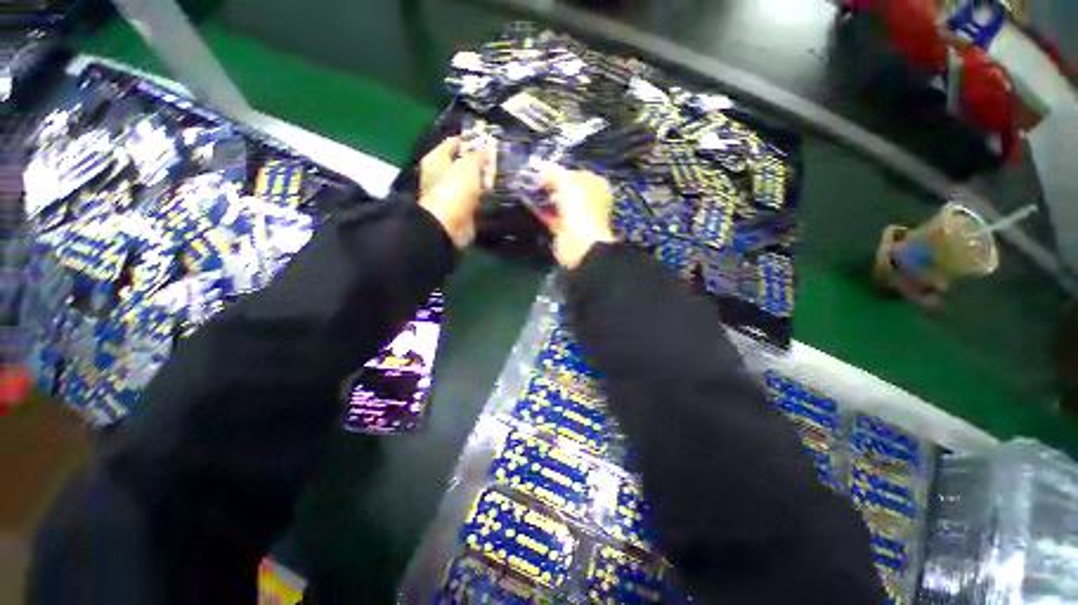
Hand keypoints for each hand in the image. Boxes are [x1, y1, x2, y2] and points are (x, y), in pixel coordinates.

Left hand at [418, 137, 492, 247]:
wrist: (449, 225)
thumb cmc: (454, 190)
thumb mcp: (467, 166)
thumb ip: (477, 154)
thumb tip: (484, 146)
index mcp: (437, 159)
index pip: (454, 142)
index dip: (471, 140)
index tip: (488, 141)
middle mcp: (441, 175)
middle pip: (463, 163)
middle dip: (480, 163)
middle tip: (498, 161)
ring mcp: (451, 193)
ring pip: (470, 182)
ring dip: (483, 181)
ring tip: (500, 177)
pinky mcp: (461, 208)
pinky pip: (474, 198)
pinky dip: (483, 197)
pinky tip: (495, 194)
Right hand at [538, 166, 615, 268]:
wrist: (580, 243)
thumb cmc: (579, 207)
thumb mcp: (566, 182)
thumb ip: (553, 171)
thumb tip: (540, 164)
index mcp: (595, 185)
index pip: (575, 173)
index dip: (559, 171)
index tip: (542, 171)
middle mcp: (589, 200)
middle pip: (568, 189)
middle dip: (552, 185)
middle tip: (535, 182)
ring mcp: (578, 216)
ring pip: (560, 204)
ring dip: (546, 199)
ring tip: (531, 192)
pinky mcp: (567, 230)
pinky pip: (553, 217)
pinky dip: (543, 212)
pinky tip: (530, 206)